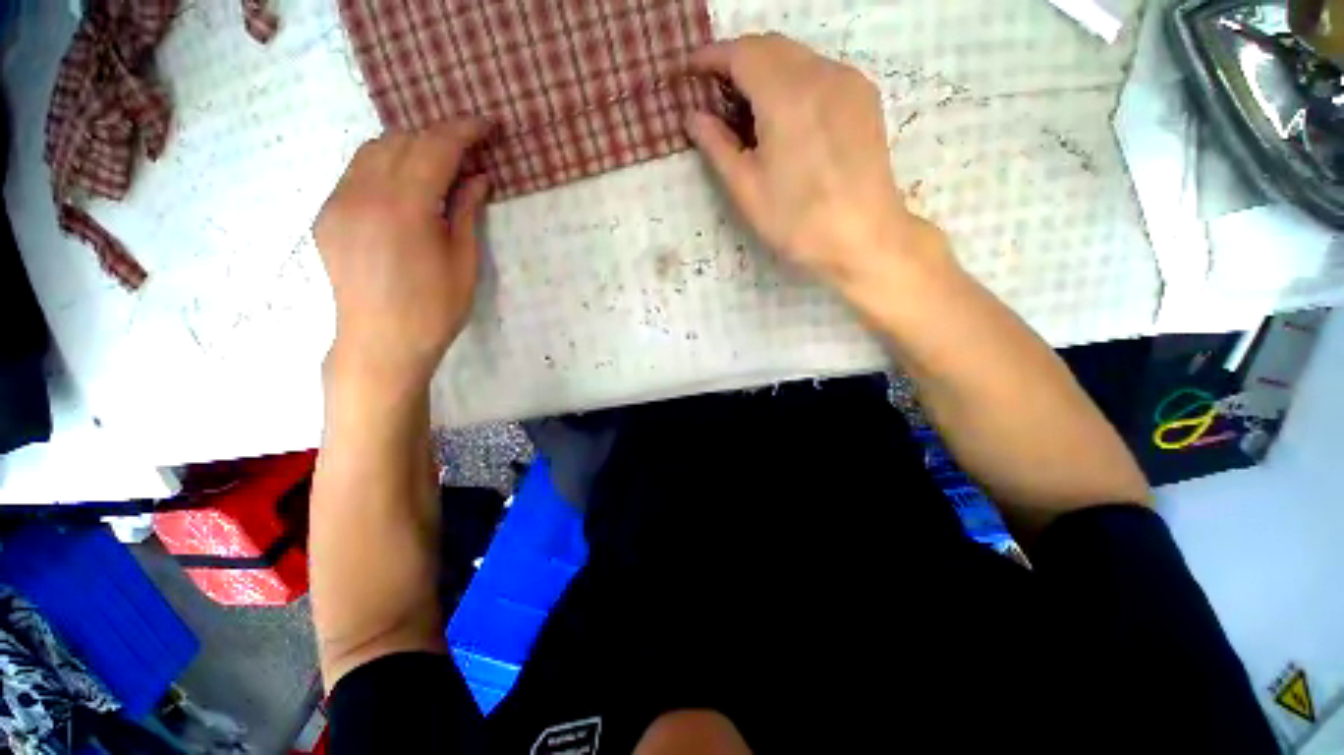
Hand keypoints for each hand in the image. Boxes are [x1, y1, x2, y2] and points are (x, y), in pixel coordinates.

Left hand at [314, 119, 490, 392]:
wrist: (380, 344)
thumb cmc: (434, 310)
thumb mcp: (464, 264)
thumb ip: (467, 213)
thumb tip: (478, 178)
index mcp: (404, 207)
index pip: (435, 148)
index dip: (464, 131)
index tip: (488, 126)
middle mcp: (363, 193)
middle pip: (402, 141)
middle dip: (438, 137)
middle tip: (469, 150)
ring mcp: (338, 202)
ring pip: (373, 150)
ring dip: (410, 147)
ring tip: (438, 165)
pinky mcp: (328, 215)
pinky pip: (356, 172)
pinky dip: (385, 166)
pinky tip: (406, 186)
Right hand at [686, 34, 941, 284]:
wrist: (865, 238)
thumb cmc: (797, 221)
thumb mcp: (747, 190)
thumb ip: (717, 146)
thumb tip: (693, 117)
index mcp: (785, 95)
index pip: (741, 53)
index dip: (711, 56)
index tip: (690, 70)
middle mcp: (820, 73)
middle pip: (770, 46)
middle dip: (737, 59)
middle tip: (715, 91)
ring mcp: (848, 81)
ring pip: (797, 57)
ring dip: (766, 69)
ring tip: (748, 106)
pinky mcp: (864, 97)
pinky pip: (820, 71)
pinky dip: (793, 80)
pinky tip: (786, 114)